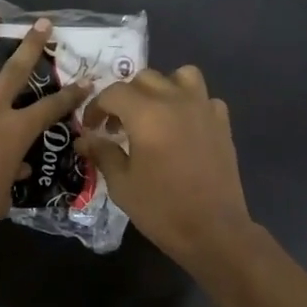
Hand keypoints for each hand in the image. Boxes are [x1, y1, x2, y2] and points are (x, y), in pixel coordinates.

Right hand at [79, 66, 254, 269]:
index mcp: (146, 114)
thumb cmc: (161, 209)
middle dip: (125, 97)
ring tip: (154, 113)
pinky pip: (204, 98)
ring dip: (162, 88)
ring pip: (180, 76)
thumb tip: (84, 138)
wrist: (213, 230)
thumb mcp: (121, 184)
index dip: (96, 107)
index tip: (91, 127)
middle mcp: (175, 101)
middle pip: (145, 79)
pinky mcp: (222, 123)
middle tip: (117, 124)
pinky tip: (183, 127)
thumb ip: (102, 153)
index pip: (113, 92)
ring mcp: (203, 109)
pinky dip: (190, 103)